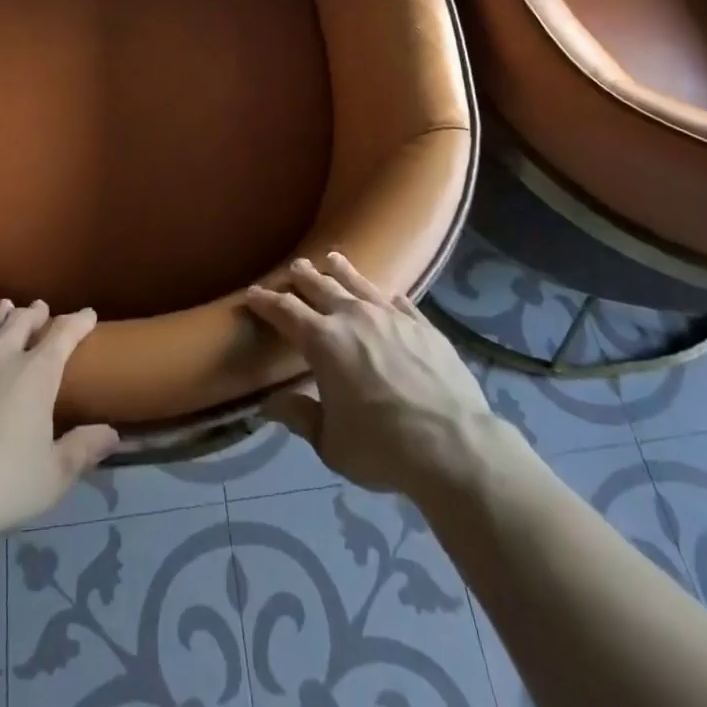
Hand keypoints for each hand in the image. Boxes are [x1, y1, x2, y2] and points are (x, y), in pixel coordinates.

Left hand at [0, 300, 119, 541]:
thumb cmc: (1, 486)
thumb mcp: (53, 475)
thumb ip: (83, 449)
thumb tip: (113, 433)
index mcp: (35, 374)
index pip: (63, 335)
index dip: (78, 322)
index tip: (88, 314)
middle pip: (20, 323)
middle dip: (34, 314)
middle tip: (39, 308)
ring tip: (4, 308)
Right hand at [246, 254, 513, 501]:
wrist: (454, 445)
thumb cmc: (383, 448)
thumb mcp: (331, 444)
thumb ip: (300, 417)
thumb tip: (268, 405)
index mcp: (323, 341)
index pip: (285, 311)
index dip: (266, 301)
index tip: (253, 292)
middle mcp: (353, 317)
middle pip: (320, 287)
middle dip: (302, 276)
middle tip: (294, 267)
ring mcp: (391, 317)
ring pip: (359, 283)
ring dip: (341, 271)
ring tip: (332, 258)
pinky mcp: (423, 326)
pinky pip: (399, 302)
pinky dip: (386, 297)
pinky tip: (387, 294)